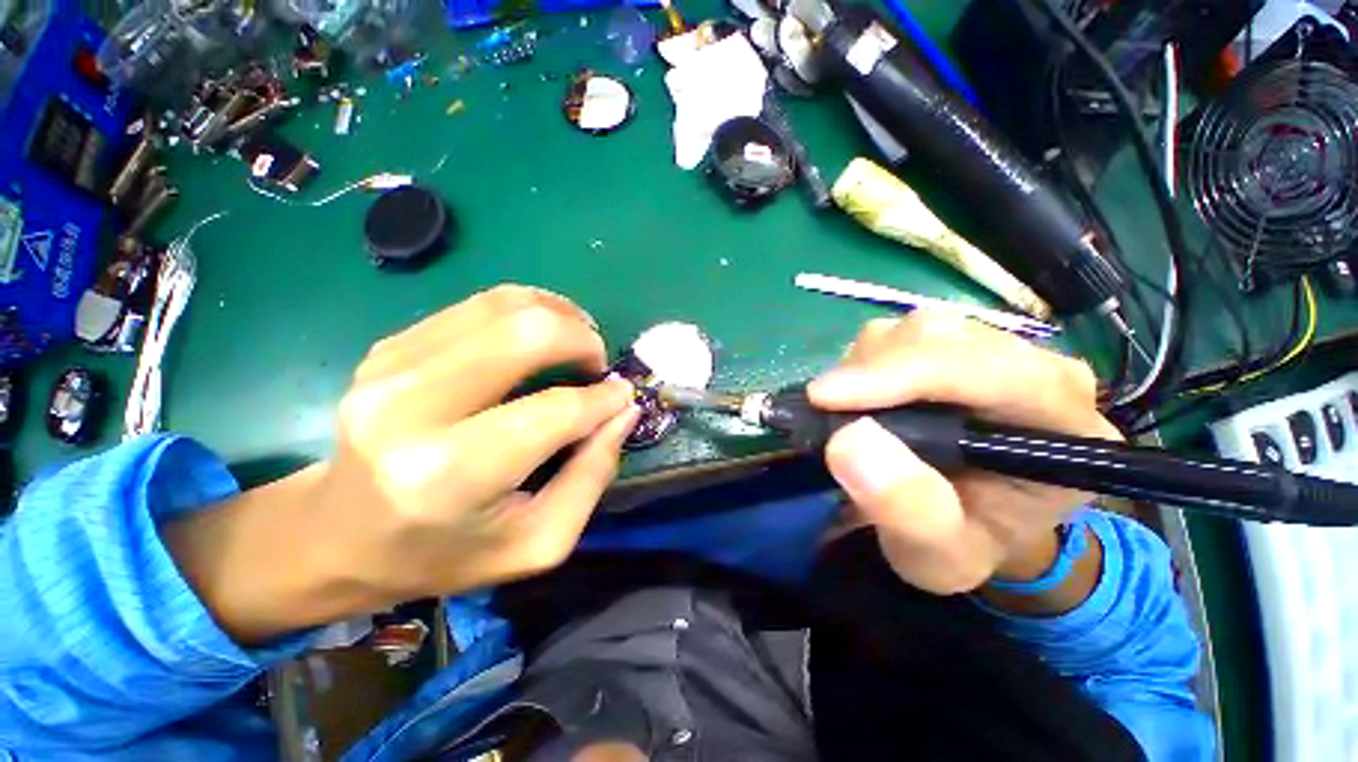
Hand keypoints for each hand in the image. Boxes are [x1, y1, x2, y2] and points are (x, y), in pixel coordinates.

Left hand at [166, 286, 638, 641]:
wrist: (337, 536)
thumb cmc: (444, 553)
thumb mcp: (538, 542)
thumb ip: (592, 474)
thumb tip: (623, 409)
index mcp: (451, 474)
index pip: (556, 411)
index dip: (603, 399)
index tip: (622, 397)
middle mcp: (413, 407)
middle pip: (527, 333)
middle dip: (583, 339)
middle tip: (597, 364)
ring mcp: (392, 367)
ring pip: (504, 305)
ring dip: (559, 315)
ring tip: (577, 342)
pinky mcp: (391, 346)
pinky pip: (479, 305)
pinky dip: (525, 311)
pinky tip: (539, 336)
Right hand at [808, 311, 1119, 594]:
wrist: (976, 519)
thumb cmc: (968, 542)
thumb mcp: (939, 557)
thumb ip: (907, 510)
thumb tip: (848, 439)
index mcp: (1062, 424)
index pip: (985, 371)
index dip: (898, 375)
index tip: (825, 398)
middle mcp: (1036, 369)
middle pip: (941, 336)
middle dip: (872, 371)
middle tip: (829, 414)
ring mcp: (994, 348)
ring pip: (914, 328)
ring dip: (865, 366)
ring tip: (852, 411)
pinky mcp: (955, 342)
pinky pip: (897, 332)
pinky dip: (864, 361)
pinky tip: (865, 397)